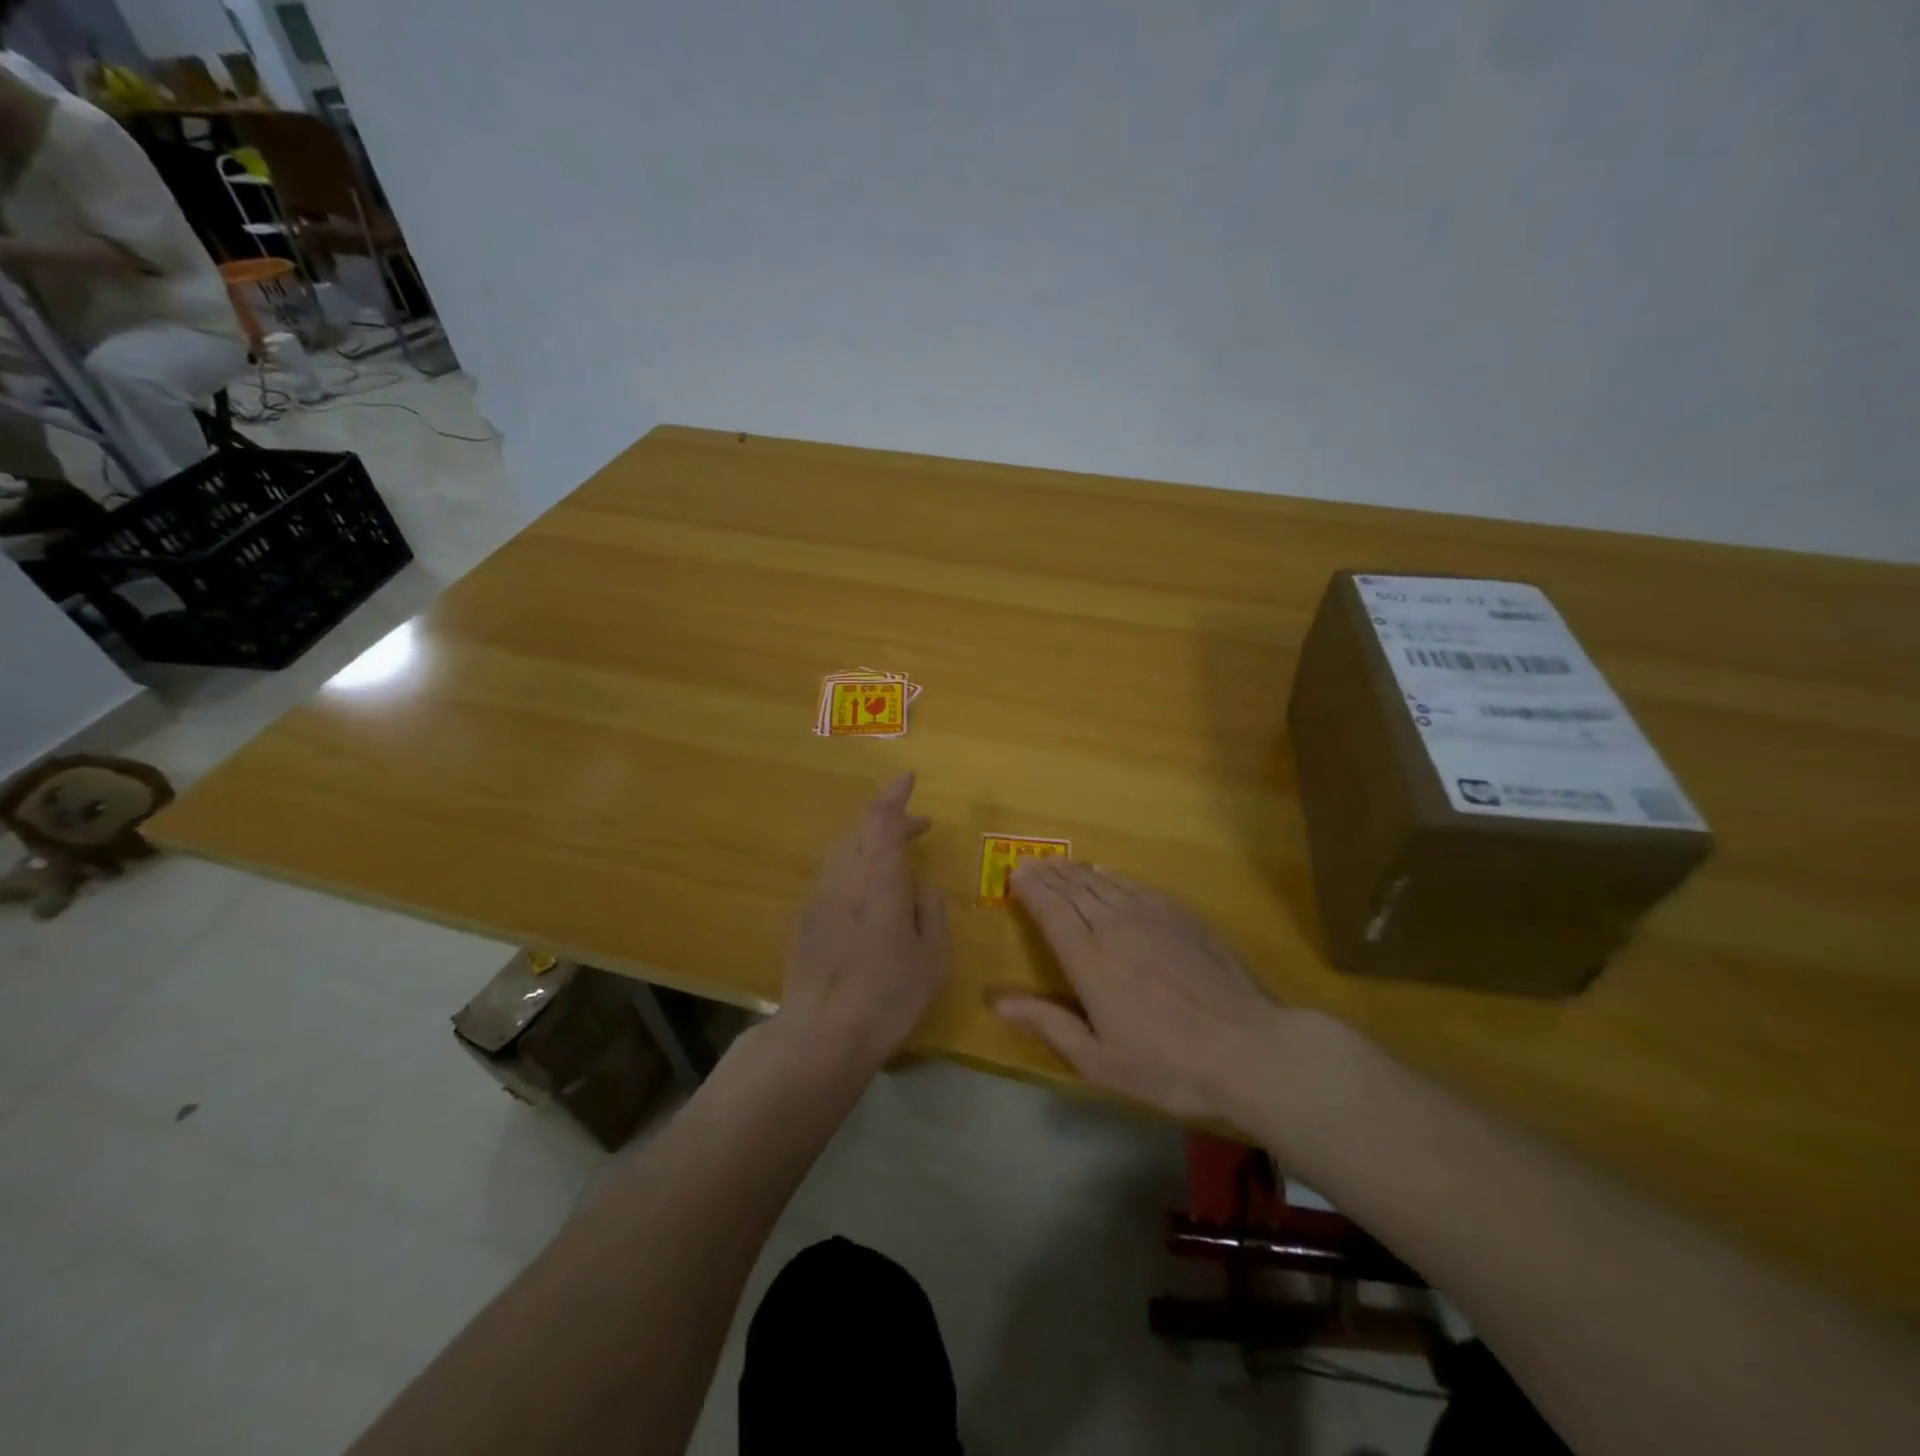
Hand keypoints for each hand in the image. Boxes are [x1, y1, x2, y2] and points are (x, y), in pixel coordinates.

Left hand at [774, 773, 949, 1072]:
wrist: (820, 1035)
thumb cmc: (887, 996)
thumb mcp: (932, 958)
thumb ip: (930, 912)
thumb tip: (921, 889)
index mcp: (878, 880)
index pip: (881, 820)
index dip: (894, 795)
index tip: (908, 778)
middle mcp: (843, 878)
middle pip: (860, 830)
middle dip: (888, 820)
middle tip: (918, 827)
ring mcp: (819, 898)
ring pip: (843, 852)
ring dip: (870, 844)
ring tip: (896, 860)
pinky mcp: (805, 920)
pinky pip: (833, 878)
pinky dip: (855, 869)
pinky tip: (869, 897)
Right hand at [995, 860, 1287, 1122]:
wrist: (1248, 1048)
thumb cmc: (1167, 1064)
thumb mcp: (1099, 1060)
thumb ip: (1048, 1024)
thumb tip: (997, 1001)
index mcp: (1089, 960)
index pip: (1052, 911)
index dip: (1031, 889)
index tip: (1015, 873)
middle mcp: (1114, 927)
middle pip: (1074, 889)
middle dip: (1048, 874)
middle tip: (1030, 862)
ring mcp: (1151, 915)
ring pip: (1103, 882)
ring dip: (1076, 871)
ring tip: (1059, 864)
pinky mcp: (1180, 915)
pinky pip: (1135, 884)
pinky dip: (1112, 876)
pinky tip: (1105, 873)